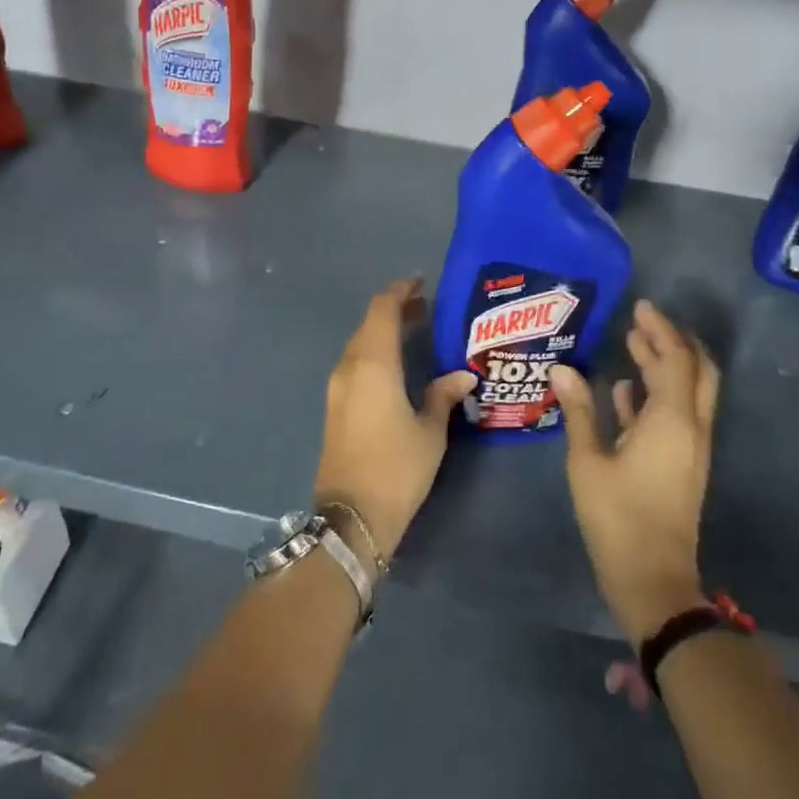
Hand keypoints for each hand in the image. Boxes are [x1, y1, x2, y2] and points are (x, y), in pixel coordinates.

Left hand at [314, 278, 476, 563]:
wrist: (351, 516)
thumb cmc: (396, 468)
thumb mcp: (430, 431)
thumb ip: (443, 395)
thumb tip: (462, 375)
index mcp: (373, 363)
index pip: (383, 309)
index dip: (400, 290)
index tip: (421, 282)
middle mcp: (350, 367)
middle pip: (369, 324)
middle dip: (395, 311)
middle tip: (427, 308)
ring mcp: (337, 387)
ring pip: (360, 344)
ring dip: (383, 332)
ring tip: (416, 332)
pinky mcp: (335, 406)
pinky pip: (355, 364)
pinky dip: (375, 353)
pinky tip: (396, 365)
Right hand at [552, 301, 719, 647]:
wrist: (653, 578)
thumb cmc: (617, 516)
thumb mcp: (588, 460)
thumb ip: (579, 410)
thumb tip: (562, 368)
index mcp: (671, 421)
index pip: (675, 360)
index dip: (661, 330)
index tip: (640, 306)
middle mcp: (690, 428)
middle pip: (697, 371)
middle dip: (674, 342)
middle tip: (643, 321)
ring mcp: (690, 448)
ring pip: (689, 393)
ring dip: (666, 366)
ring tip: (633, 344)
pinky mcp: (682, 465)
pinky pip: (676, 416)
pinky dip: (657, 395)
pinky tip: (625, 390)